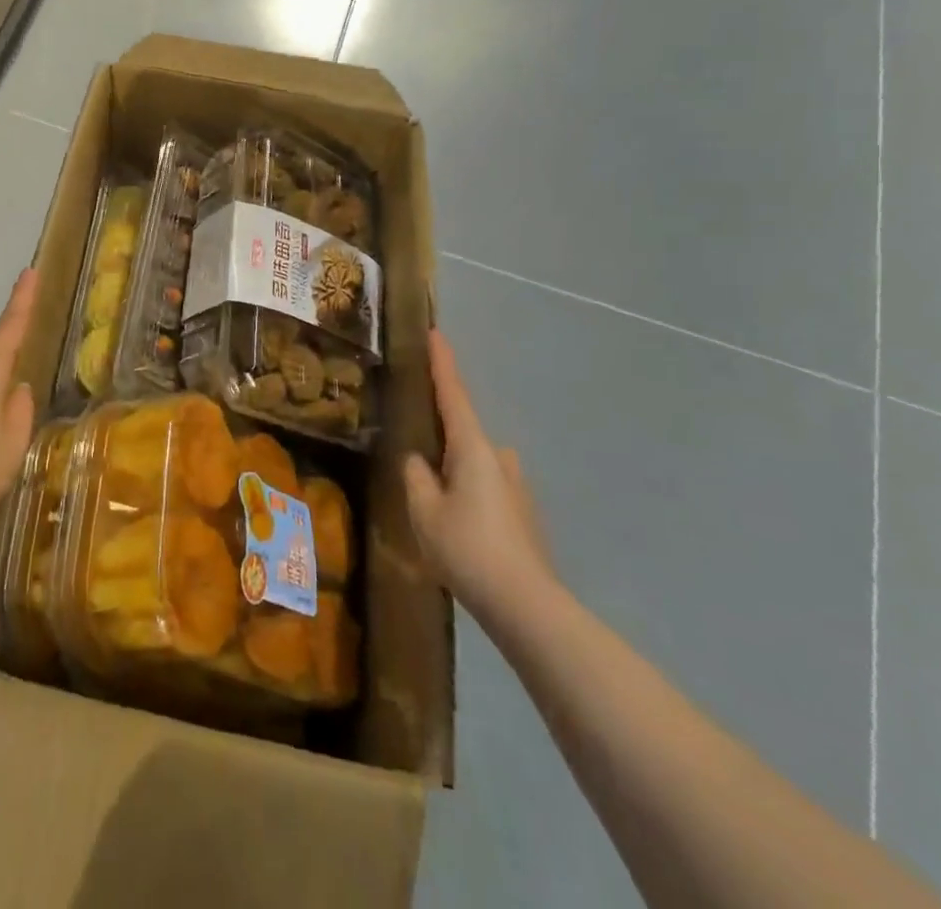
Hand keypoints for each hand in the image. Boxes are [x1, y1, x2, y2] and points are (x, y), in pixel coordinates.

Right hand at [405, 329, 558, 626]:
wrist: (525, 606)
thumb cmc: (467, 548)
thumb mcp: (423, 510)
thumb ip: (415, 476)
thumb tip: (418, 460)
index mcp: (473, 448)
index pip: (453, 394)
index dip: (442, 363)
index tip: (436, 333)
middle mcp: (499, 458)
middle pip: (462, 436)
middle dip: (440, 444)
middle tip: (416, 462)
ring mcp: (515, 486)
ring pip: (473, 468)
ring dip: (454, 477)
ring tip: (433, 511)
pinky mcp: (523, 514)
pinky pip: (485, 491)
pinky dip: (468, 499)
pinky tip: (458, 533)